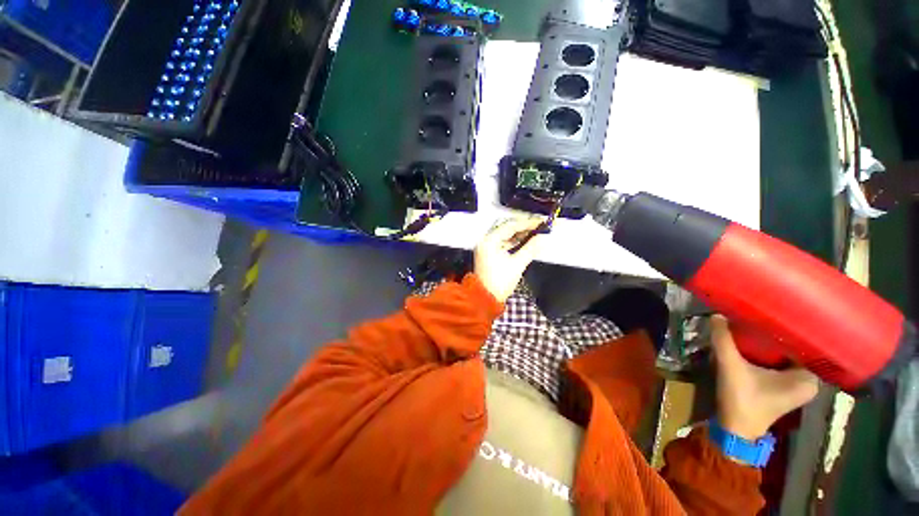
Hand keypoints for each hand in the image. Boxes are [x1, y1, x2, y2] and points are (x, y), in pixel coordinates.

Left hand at [474, 218, 545, 302]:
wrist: (485, 298)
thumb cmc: (500, 282)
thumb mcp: (517, 264)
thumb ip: (531, 248)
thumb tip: (543, 238)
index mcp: (490, 241)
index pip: (510, 226)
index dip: (527, 223)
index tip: (541, 222)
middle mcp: (486, 240)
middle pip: (506, 227)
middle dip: (523, 226)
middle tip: (539, 226)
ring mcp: (486, 246)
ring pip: (504, 234)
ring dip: (519, 233)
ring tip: (535, 233)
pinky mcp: (489, 253)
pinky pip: (502, 242)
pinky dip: (513, 241)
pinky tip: (525, 241)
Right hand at [711, 315, 818, 439]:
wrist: (735, 428)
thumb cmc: (742, 400)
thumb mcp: (731, 368)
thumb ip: (724, 341)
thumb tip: (717, 315)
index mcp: (808, 379)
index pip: (811, 345)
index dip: (797, 326)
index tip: (783, 309)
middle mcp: (809, 381)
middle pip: (801, 348)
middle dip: (786, 332)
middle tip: (770, 311)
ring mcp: (798, 384)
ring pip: (792, 355)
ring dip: (778, 341)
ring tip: (764, 321)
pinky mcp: (785, 386)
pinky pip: (785, 361)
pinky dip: (775, 351)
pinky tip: (761, 340)